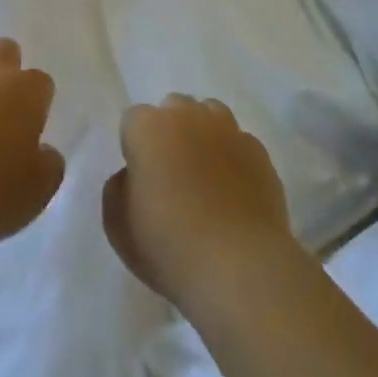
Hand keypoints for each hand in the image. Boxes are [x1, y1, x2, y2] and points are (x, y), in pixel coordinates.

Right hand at [102, 94, 294, 310]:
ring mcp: (228, 130)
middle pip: (174, 109)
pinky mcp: (259, 152)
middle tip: (171, 174)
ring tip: (205, 174)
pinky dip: (233, 157)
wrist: (240, 267)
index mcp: (148, 127)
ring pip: (210, 115)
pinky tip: (233, 191)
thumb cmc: (169, 246)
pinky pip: (239, 142)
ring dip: (203, 134)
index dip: (135, 147)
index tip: (140, 179)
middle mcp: (188, 116)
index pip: (133, 120)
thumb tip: (134, 176)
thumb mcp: (118, 226)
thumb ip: (118, 188)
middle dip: (169, 131)